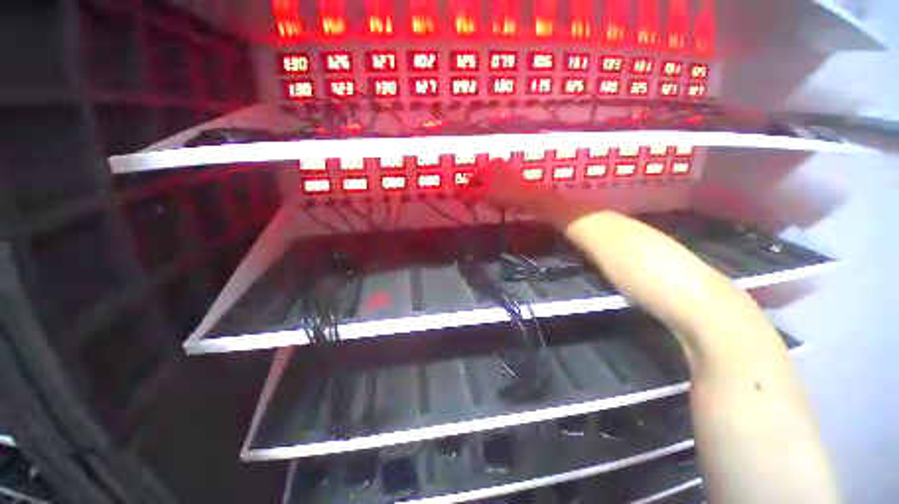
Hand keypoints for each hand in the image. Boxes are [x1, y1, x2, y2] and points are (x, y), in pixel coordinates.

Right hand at [461, 161, 551, 214]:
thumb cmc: (503, 193)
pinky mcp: (514, 183)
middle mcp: (498, 166)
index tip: (464, 198)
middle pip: (482, 180)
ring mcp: (507, 173)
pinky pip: (500, 191)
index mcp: (489, 166)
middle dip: (478, 192)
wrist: (528, 198)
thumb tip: (459, 195)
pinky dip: (497, 197)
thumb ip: (471, 194)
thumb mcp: (484, 194)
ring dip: (487, 196)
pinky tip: (498, 205)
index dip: (467, 188)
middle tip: (475, 202)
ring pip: (491, 186)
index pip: (473, 176)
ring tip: (488, 205)